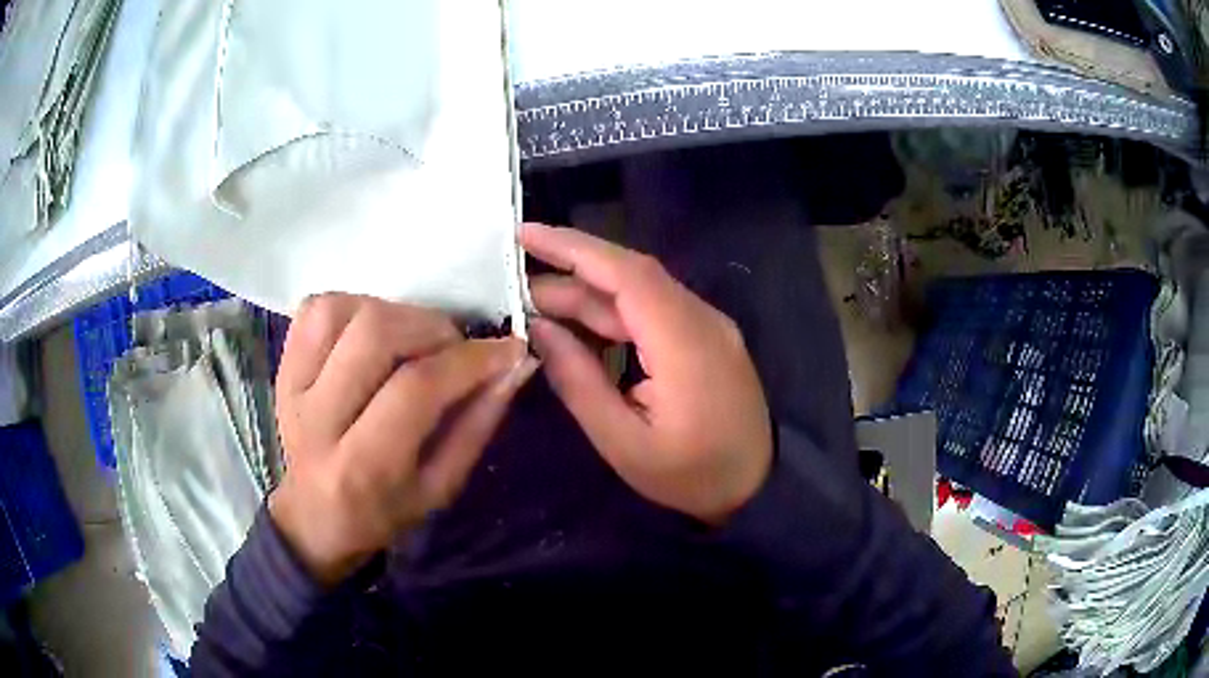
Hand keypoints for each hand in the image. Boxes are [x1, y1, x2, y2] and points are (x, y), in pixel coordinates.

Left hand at [269, 294, 536, 584]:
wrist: (314, 517)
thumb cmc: (384, 512)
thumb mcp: (442, 488)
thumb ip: (477, 425)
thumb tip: (514, 364)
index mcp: (361, 467)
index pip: (416, 388)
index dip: (469, 359)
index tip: (507, 349)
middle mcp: (317, 419)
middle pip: (374, 334)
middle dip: (432, 329)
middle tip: (454, 349)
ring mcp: (291, 386)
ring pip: (341, 311)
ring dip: (393, 313)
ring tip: (413, 340)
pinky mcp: (282, 365)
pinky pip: (315, 309)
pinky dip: (353, 306)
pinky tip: (372, 332)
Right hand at [521, 223, 771, 525]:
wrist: (759, 485)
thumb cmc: (691, 476)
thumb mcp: (623, 443)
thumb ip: (578, 382)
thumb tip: (539, 329)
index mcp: (685, 344)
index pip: (626, 275)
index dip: (574, 248)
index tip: (524, 233)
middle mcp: (702, 319)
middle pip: (631, 277)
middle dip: (570, 273)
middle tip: (516, 287)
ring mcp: (708, 325)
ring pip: (641, 291)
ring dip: (589, 292)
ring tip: (537, 305)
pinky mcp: (707, 335)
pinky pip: (653, 309)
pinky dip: (612, 310)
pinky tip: (580, 323)